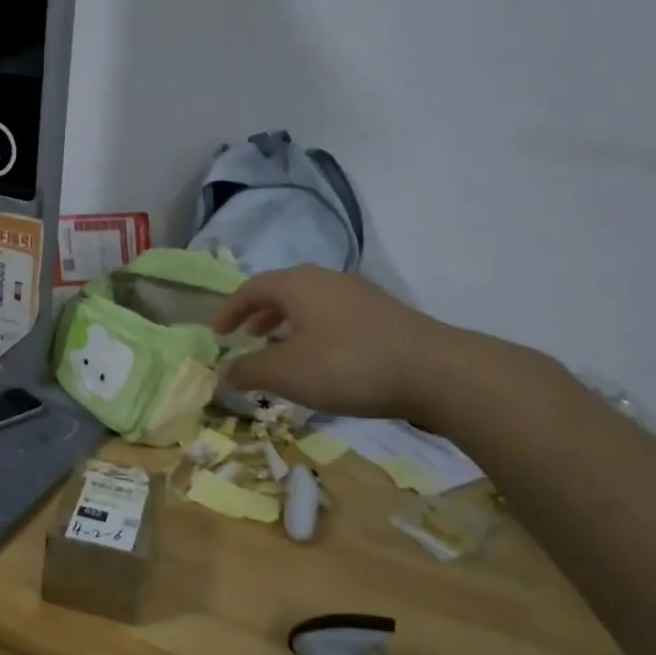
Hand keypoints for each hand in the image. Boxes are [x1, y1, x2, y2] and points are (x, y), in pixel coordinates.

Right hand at [214, 266, 476, 420]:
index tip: (218, 334)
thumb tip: (221, 374)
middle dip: (260, 313)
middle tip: (247, 337)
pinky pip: (335, 315)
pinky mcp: (386, 314)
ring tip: (282, 349)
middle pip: (283, 290)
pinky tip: (323, 358)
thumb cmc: (347, 365)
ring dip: (289, 323)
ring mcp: (361, 294)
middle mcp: (327, 280)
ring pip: (312, 302)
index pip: (251, 288)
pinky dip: (316, 330)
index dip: (229, 310)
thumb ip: (249, 371)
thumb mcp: (287, 373)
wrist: (437, 372)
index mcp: (297, 285)